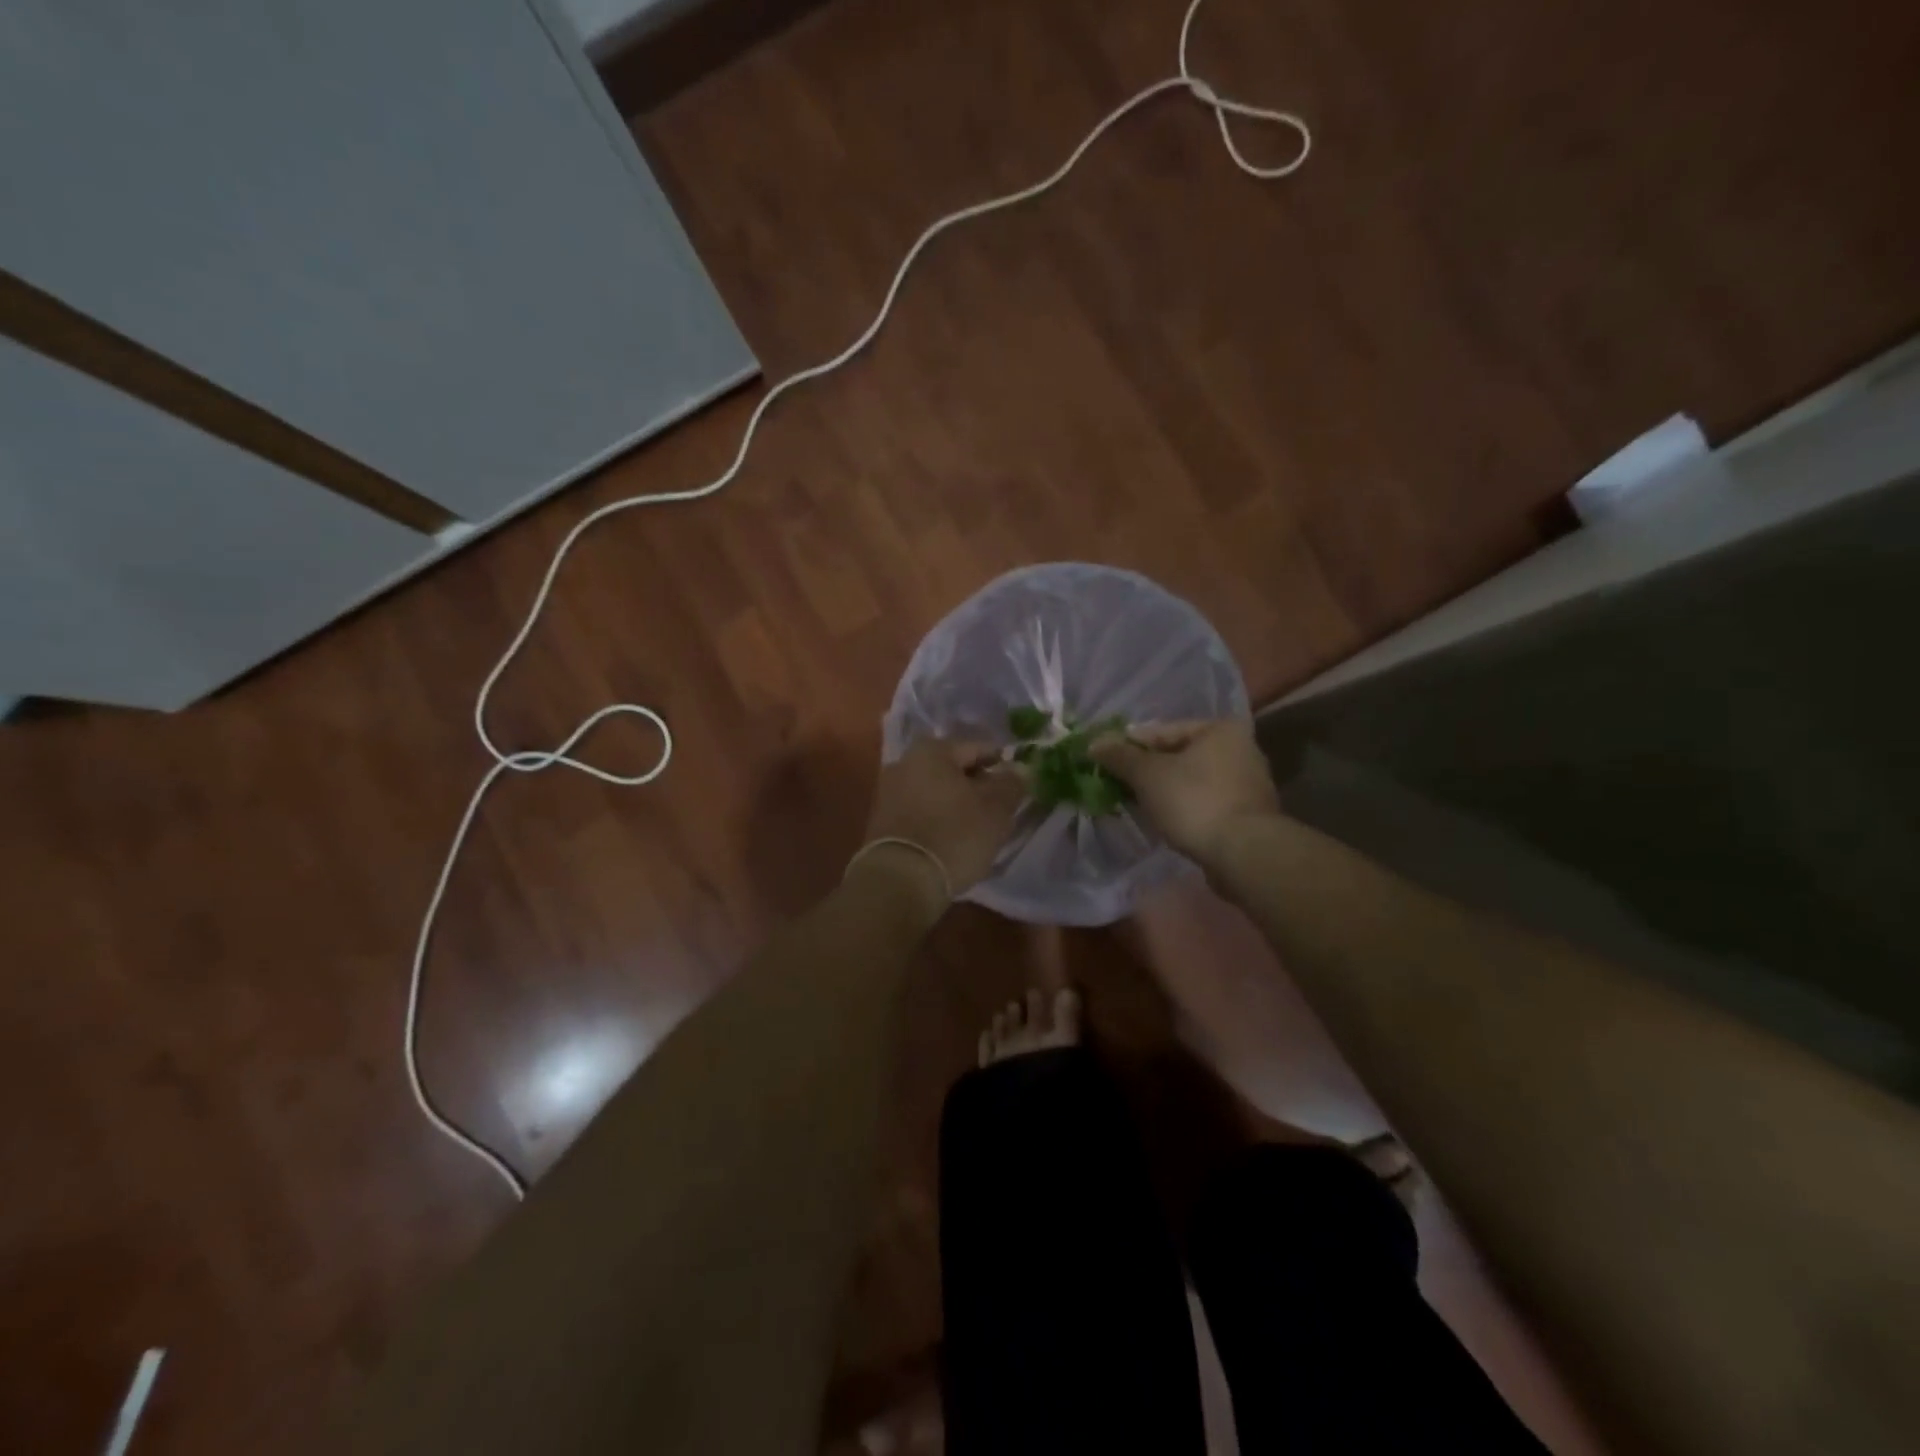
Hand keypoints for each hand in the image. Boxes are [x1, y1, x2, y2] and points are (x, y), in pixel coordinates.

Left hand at [860, 738, 1025, 905]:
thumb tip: (1019, 770)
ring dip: (957, 804)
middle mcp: (904, 763)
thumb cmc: (954, 836)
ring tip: (979, 827)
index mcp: (931, 750)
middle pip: (954, 769)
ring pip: (936, 791)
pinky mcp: (881, 822)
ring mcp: (888, 792)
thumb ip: (1011, 784)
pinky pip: (921, 811)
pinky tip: (953, 839)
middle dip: (978, 785)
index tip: (1019, 785)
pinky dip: (938, 819)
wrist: (900, 881)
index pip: (978, 748)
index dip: (1003, 765)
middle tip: (1001, 808)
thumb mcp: (996, 810)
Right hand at [1092, 718, 1279, 866]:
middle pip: (1177, 755)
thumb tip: (1094, 743)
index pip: (1162, 731)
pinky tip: (1162, 820)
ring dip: (1162, 790)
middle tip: (1115, 783)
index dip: (1128, 745)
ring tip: (1134, 803)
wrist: (1242, 853)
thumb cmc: (1194, 802)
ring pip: (1190, 780)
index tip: (1103, 760)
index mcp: (1220, 729)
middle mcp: (1241, 749)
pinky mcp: (1246, 814)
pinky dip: (1182, 807)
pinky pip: (1203, 802)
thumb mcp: (1148, 774)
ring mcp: (1247, 783)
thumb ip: (1120, 756)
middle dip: (1145, 770)